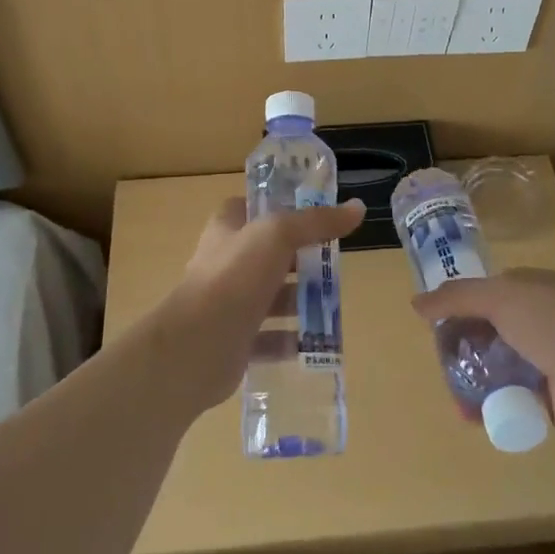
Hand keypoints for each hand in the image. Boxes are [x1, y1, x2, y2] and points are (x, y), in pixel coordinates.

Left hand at [159, 196, 365, 411]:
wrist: (197, 345)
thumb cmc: (235, 276)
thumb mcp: (279, 235)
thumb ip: (317, 222)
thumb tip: (357, 208)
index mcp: (228, 228)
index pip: (256, 208)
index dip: (284, 208)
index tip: (318, 215)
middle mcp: (226, 261)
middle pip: (271, 254)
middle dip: (303, 260)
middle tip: (337, 264)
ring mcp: (229, 303)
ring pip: (273, 297)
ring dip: (302, 301)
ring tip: (335, 306)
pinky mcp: (235, 340)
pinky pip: (270, 338)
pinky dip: (293, 340)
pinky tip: (318, 343)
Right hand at [412, 267, 554, 451]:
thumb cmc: (552, 326)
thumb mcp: (499, 298)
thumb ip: (456, 298)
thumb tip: (416, 303)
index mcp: (533, 288)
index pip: (488, 291)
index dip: (460, 304)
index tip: (435, 322)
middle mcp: (540, 320)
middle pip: (489, 328)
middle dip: (463, 344)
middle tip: (441, 361)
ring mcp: (546, 359)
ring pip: (497, 364)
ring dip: (473, 377)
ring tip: (454, 394)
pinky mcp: (549, 397)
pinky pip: (510, 396)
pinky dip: (490, 404)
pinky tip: (472, 415)